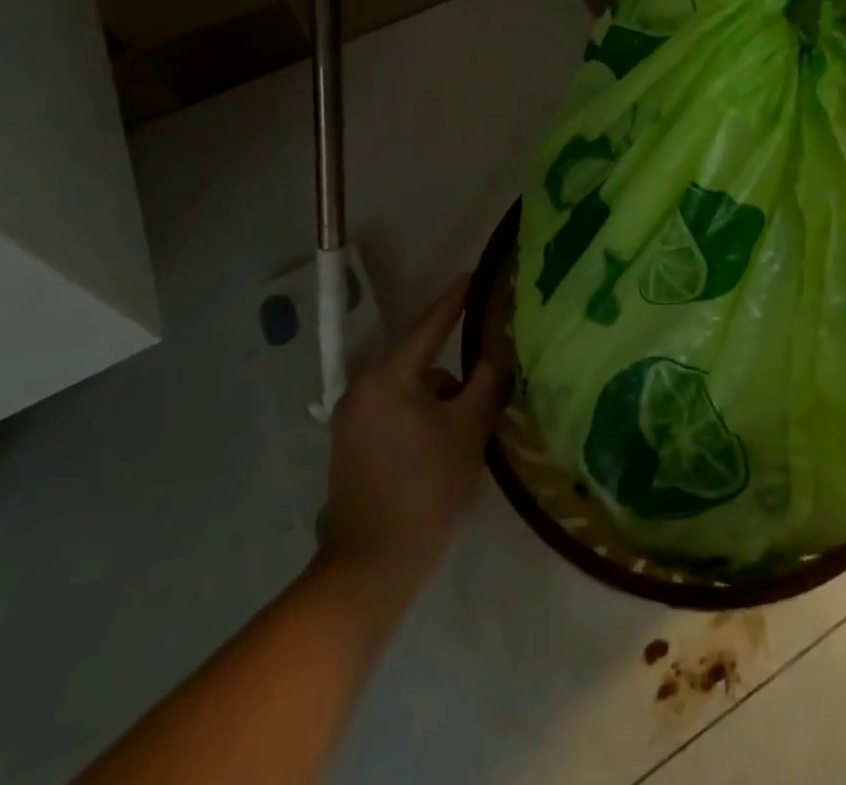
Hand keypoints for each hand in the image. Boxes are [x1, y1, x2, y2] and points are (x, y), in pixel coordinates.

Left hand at [315, 275, 506, 606]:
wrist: (370, 569)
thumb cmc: (425, 489)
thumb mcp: (468, 429)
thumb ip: (486, 381)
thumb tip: (496, 352)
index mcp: (387, 377)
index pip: (430, 326)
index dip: (456, 300)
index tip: (475, 276)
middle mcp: (362, 389)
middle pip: (420, 362)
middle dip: (454, 374)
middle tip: (489, 381)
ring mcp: (351, 420)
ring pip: (410, 391)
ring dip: (438, 401)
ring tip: (466, 432)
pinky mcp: (350, 447)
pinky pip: (395, 413)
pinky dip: (420, 419)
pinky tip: (441, 449)